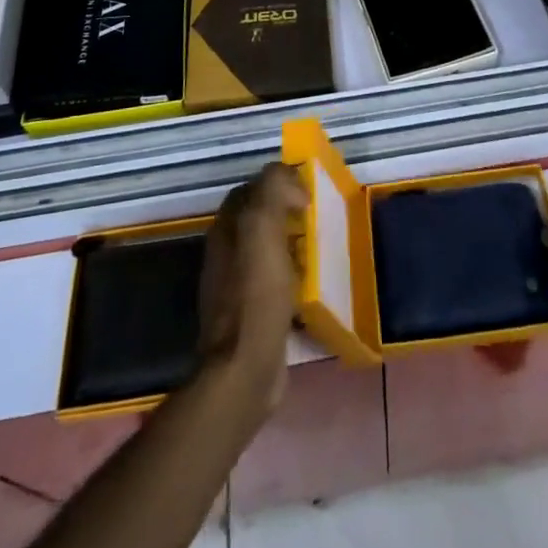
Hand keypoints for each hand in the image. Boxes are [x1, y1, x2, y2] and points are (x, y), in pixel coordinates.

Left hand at [197, 163, 305, 414]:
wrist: (245, 369)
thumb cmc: (255, 294)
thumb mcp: (263, 228)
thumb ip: (271, 191)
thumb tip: (289, 178)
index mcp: (226, 230)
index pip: (249, 190)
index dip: (276, 183)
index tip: (306, 192)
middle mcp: (226, 254)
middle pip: (259, 219)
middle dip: (287, 213)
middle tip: (318, 218)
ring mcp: (236, 287)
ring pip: (268, 250)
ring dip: (293, 245)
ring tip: (321, 248)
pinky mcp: (252, 316)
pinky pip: (276, 283)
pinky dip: (294, 277)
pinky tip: (313, 285)